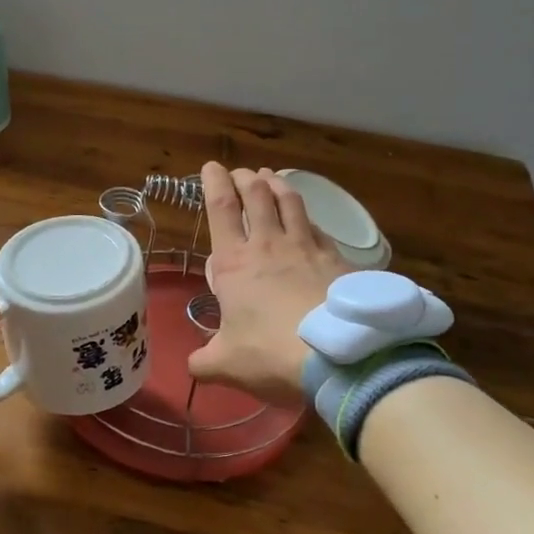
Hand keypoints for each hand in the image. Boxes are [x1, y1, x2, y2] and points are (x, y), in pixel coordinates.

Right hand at [187, 163, 349, 404]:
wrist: (339, 356)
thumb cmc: (271, 353)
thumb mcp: (227, 364)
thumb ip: (205, 362)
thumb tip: (194, 367)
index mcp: (234, 262)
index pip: (220, 207)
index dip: (214, 182)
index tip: (211, 167)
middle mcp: (269, 244)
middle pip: (257, 194)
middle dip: (246, 178)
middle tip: (241, 173)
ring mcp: (307, 247)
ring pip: (290, 201)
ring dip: (277, 184)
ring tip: (272, 177)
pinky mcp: (337, 258)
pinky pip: (319, 227)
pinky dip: (308, 217)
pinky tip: (309, 220)